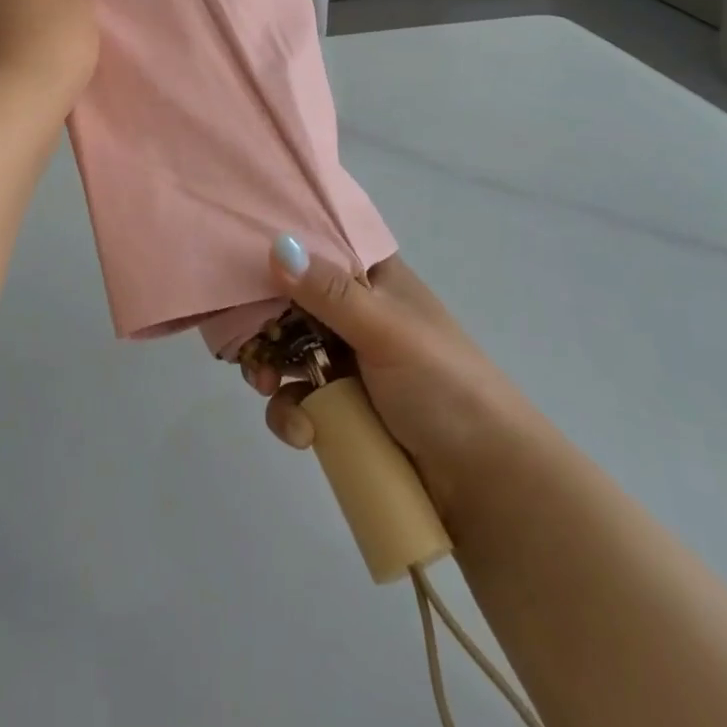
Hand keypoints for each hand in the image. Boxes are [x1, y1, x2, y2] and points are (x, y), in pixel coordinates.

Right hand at [243, 243, 531, 524]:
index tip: (238, 264)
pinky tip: (303, 433)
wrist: (488, 481)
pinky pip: (298, 399)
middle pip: (289, 302)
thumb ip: (329, 292)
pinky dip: (291, 413)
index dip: (278, 254)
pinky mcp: (343, 406)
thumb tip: (277, 245)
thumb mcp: (386, 331)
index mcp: (372, 278)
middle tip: (246, 344)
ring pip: (286, 351)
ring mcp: (348, 360)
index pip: (316, 248)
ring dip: (268, 370)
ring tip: (266, 389)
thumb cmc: (443, 385)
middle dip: (262, 325)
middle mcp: (355, 311)